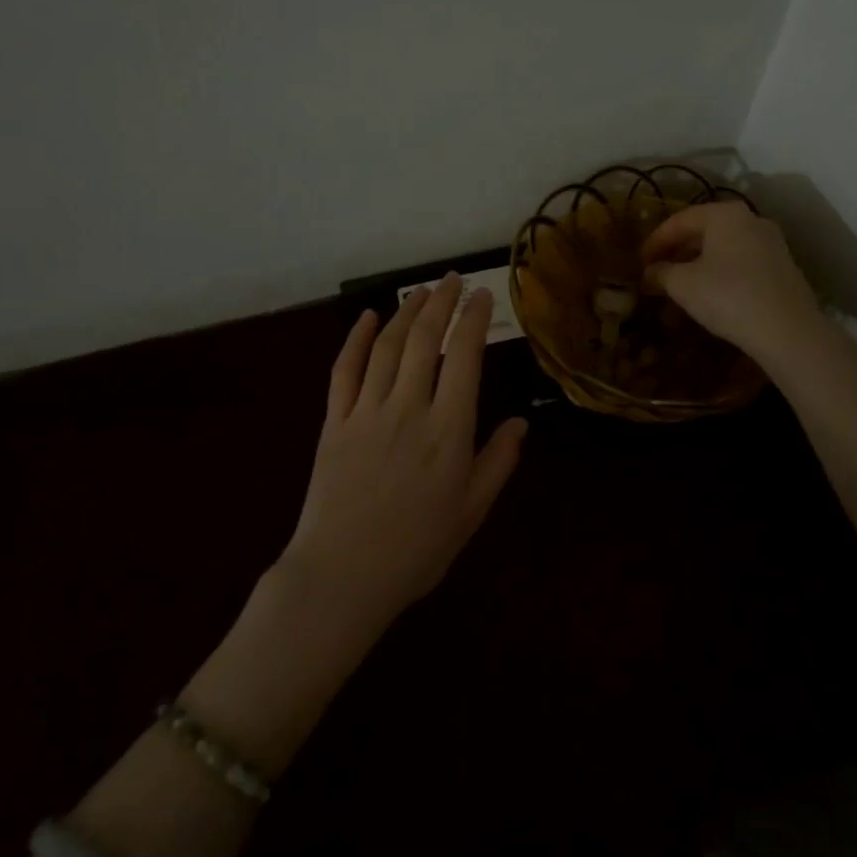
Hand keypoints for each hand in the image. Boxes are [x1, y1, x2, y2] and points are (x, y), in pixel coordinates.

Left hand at [279, 275, 527, 635]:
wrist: (341, 577)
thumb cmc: (415, 550)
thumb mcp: (471, 513)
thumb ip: (497, 463)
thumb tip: (522, 423)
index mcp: (448, 430)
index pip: (464, 357)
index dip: (474, 320)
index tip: (483, 297)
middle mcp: (408, 408)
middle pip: (424, 340)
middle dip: (441, 303)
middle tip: (453, 280)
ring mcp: (366, 411)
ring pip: (387, 346)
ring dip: (405, 312)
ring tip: (421, 291)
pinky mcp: (334, 422)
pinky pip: (344, 370)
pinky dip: (355, 339)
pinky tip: (366, 318)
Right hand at [642, 201, 826, 368]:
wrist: (788, 331)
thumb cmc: (728, 297)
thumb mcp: (683, 285)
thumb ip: (661, 272)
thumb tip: (650, 272)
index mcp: (724, 215)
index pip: (679, 221)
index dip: (654, 241)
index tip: (639, 263)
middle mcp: (751, 220)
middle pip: (703, 231)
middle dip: (677, 252)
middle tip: (657, 273)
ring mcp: (771, 243)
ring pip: (723, 248)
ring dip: (697, 264)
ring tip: (679, 286)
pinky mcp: (782, 267)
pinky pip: (741, 262)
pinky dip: (720, 273)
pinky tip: (709, 294)